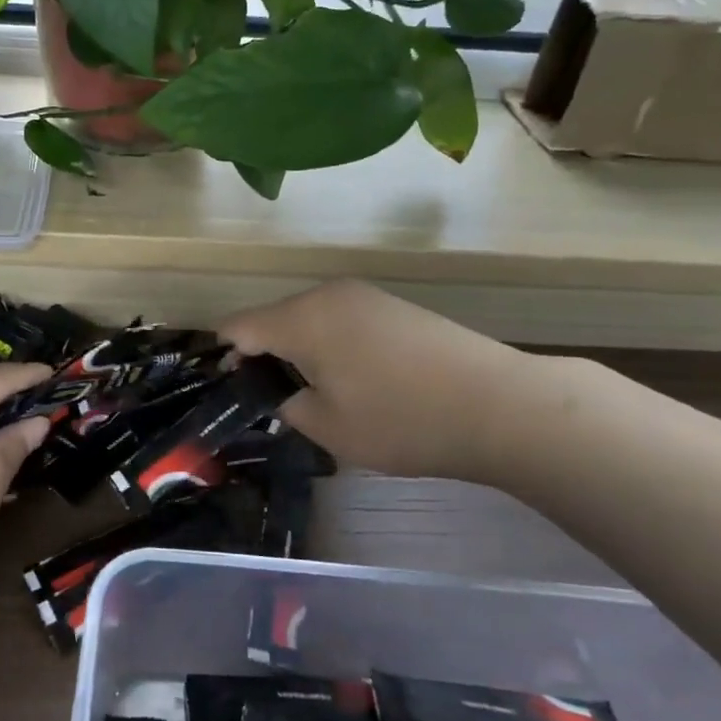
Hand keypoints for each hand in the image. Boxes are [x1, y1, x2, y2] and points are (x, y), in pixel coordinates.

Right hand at [220, 280, 545, 483]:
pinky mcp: (391, 306)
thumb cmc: (401, 419)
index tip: (225, 392)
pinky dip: (329, 346)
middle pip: (272, 319)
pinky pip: (339, 321)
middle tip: (269, 402)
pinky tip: (351, 380)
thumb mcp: (327, 426)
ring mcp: (364, 296)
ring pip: (307, 320)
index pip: (237, 327)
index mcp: (302, 317)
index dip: (222, 358)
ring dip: (297, 352)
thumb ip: (285, 404)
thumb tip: (274, 392)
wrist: (498, 404)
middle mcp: (327, 294)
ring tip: (312, 395)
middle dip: (262, 357)